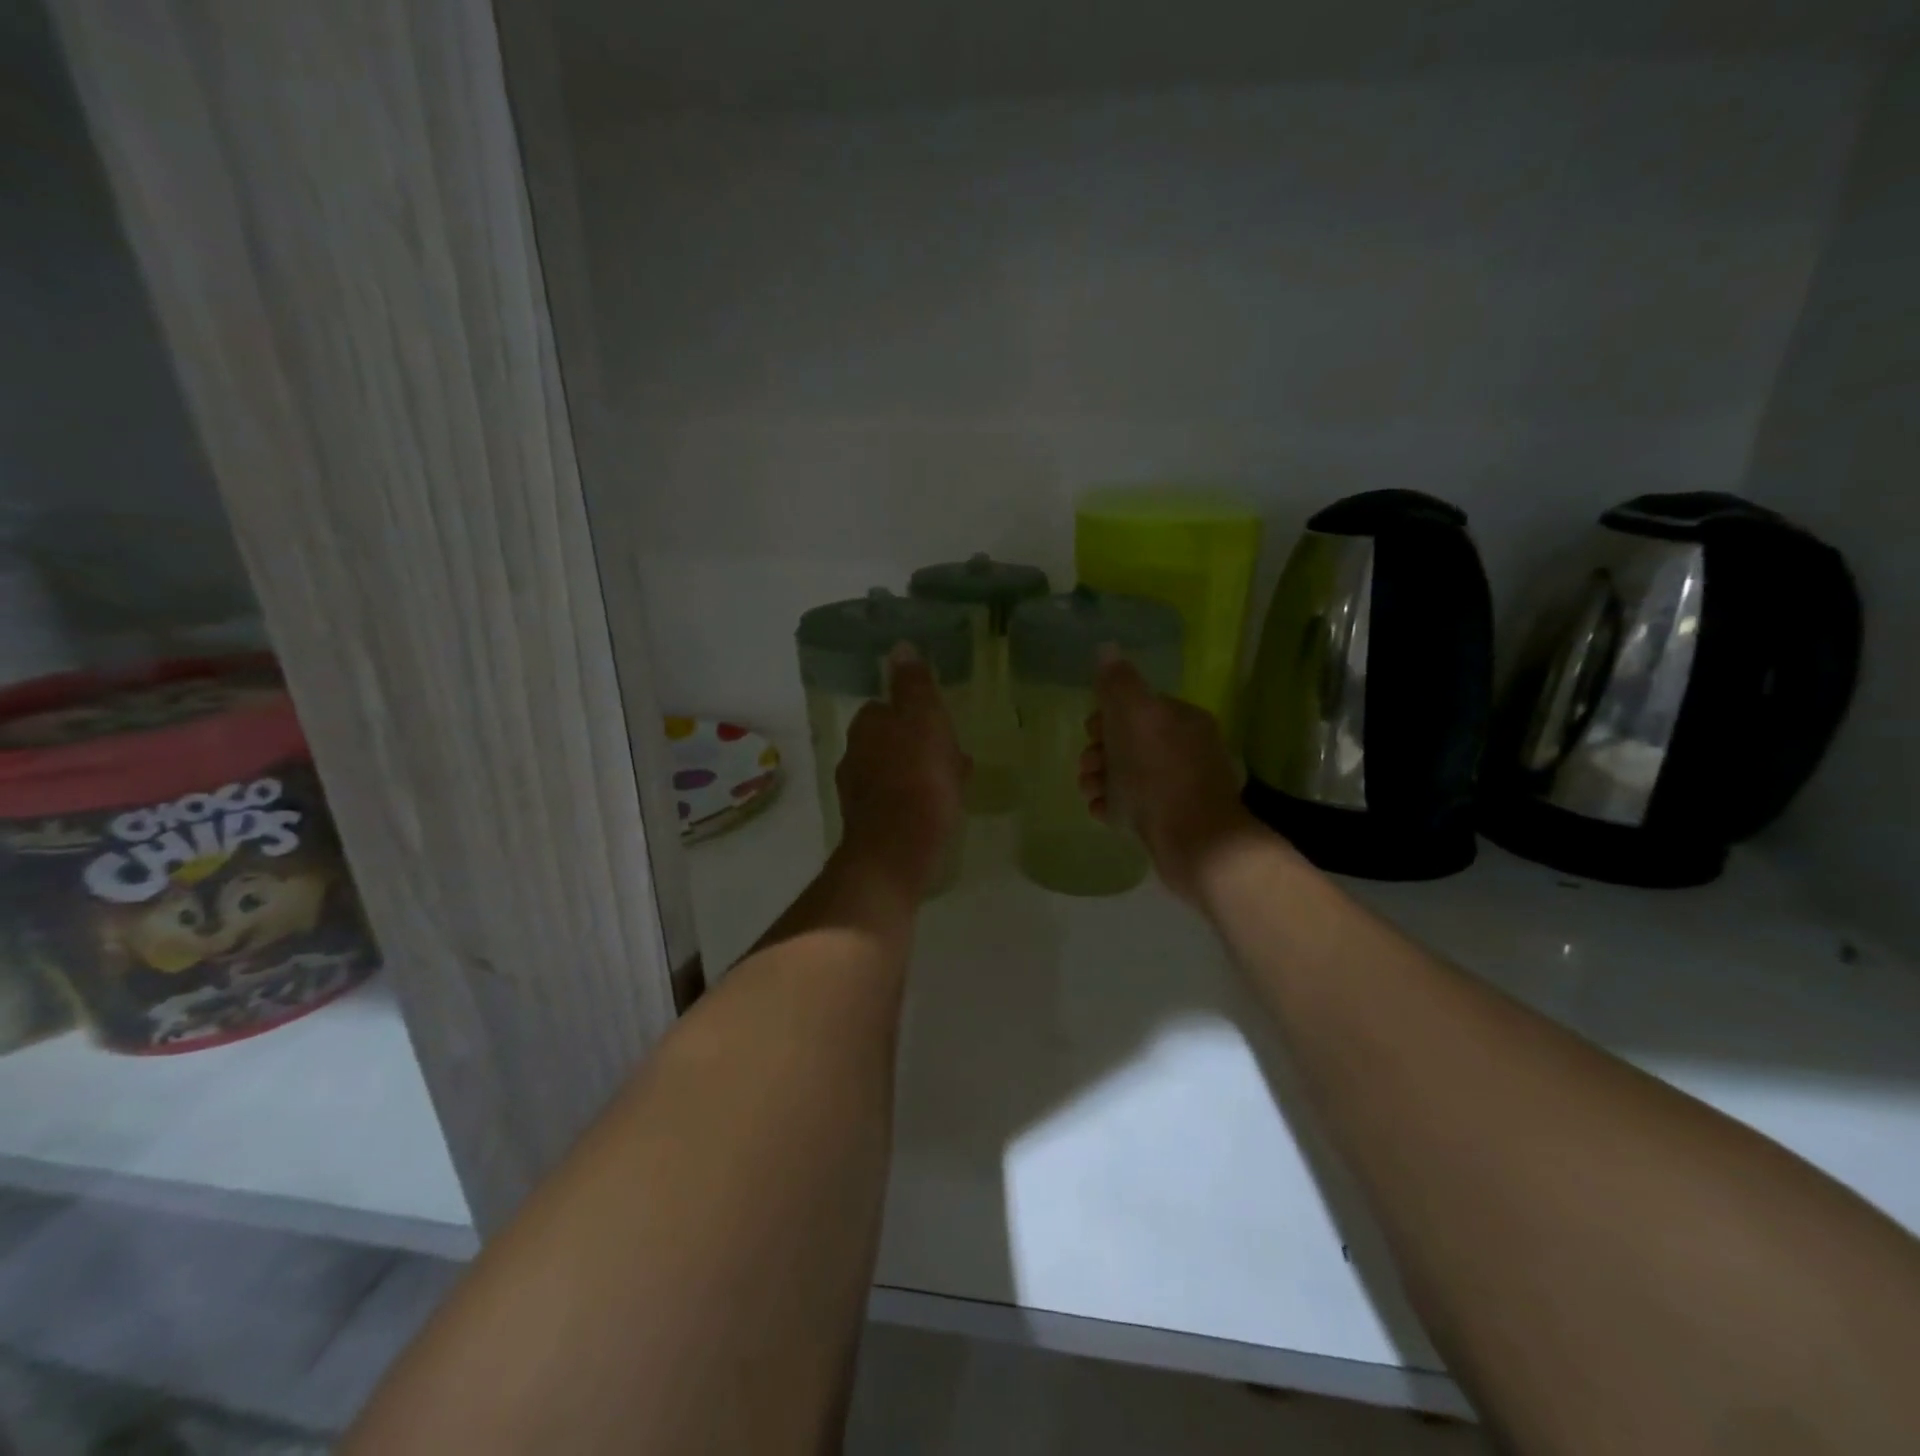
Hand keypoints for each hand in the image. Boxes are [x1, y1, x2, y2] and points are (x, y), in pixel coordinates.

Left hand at [834, 647, 969, 902]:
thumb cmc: (917, 780)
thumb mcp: (924, 721)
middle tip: (954, 754)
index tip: (941, 724)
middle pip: (891, 741)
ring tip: (956, 783)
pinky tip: (942, 810)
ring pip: (897, 772)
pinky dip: (919, 799)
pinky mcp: (870, 827)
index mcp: (866, 727)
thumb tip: (900, 648)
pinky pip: (900, 802)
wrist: (896, 854)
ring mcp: (860, 795)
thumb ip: (913, 686)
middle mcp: (854, 757)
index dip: (915, 713)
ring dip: (922, 772)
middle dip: (919, 744)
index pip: (886, 707)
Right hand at [1080, 656, 1264, 902]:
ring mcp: (1180, 788)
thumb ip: (1118, 683)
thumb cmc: (1160, 774)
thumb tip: (1107, 648)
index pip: (1139, 707)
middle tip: (1089, 766)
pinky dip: (1114, 807)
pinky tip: (1102, 813)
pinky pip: (1135, 807)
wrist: (1195, 843)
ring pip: (1129, 776)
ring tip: (1090, 792)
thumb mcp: (1134, 716)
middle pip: (1130, 742)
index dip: (1108, 716)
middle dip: (1100, 752)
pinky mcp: (1172, 821)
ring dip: (1101, 780)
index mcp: (1182, 720)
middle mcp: (1186, 750)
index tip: (1092, 731)